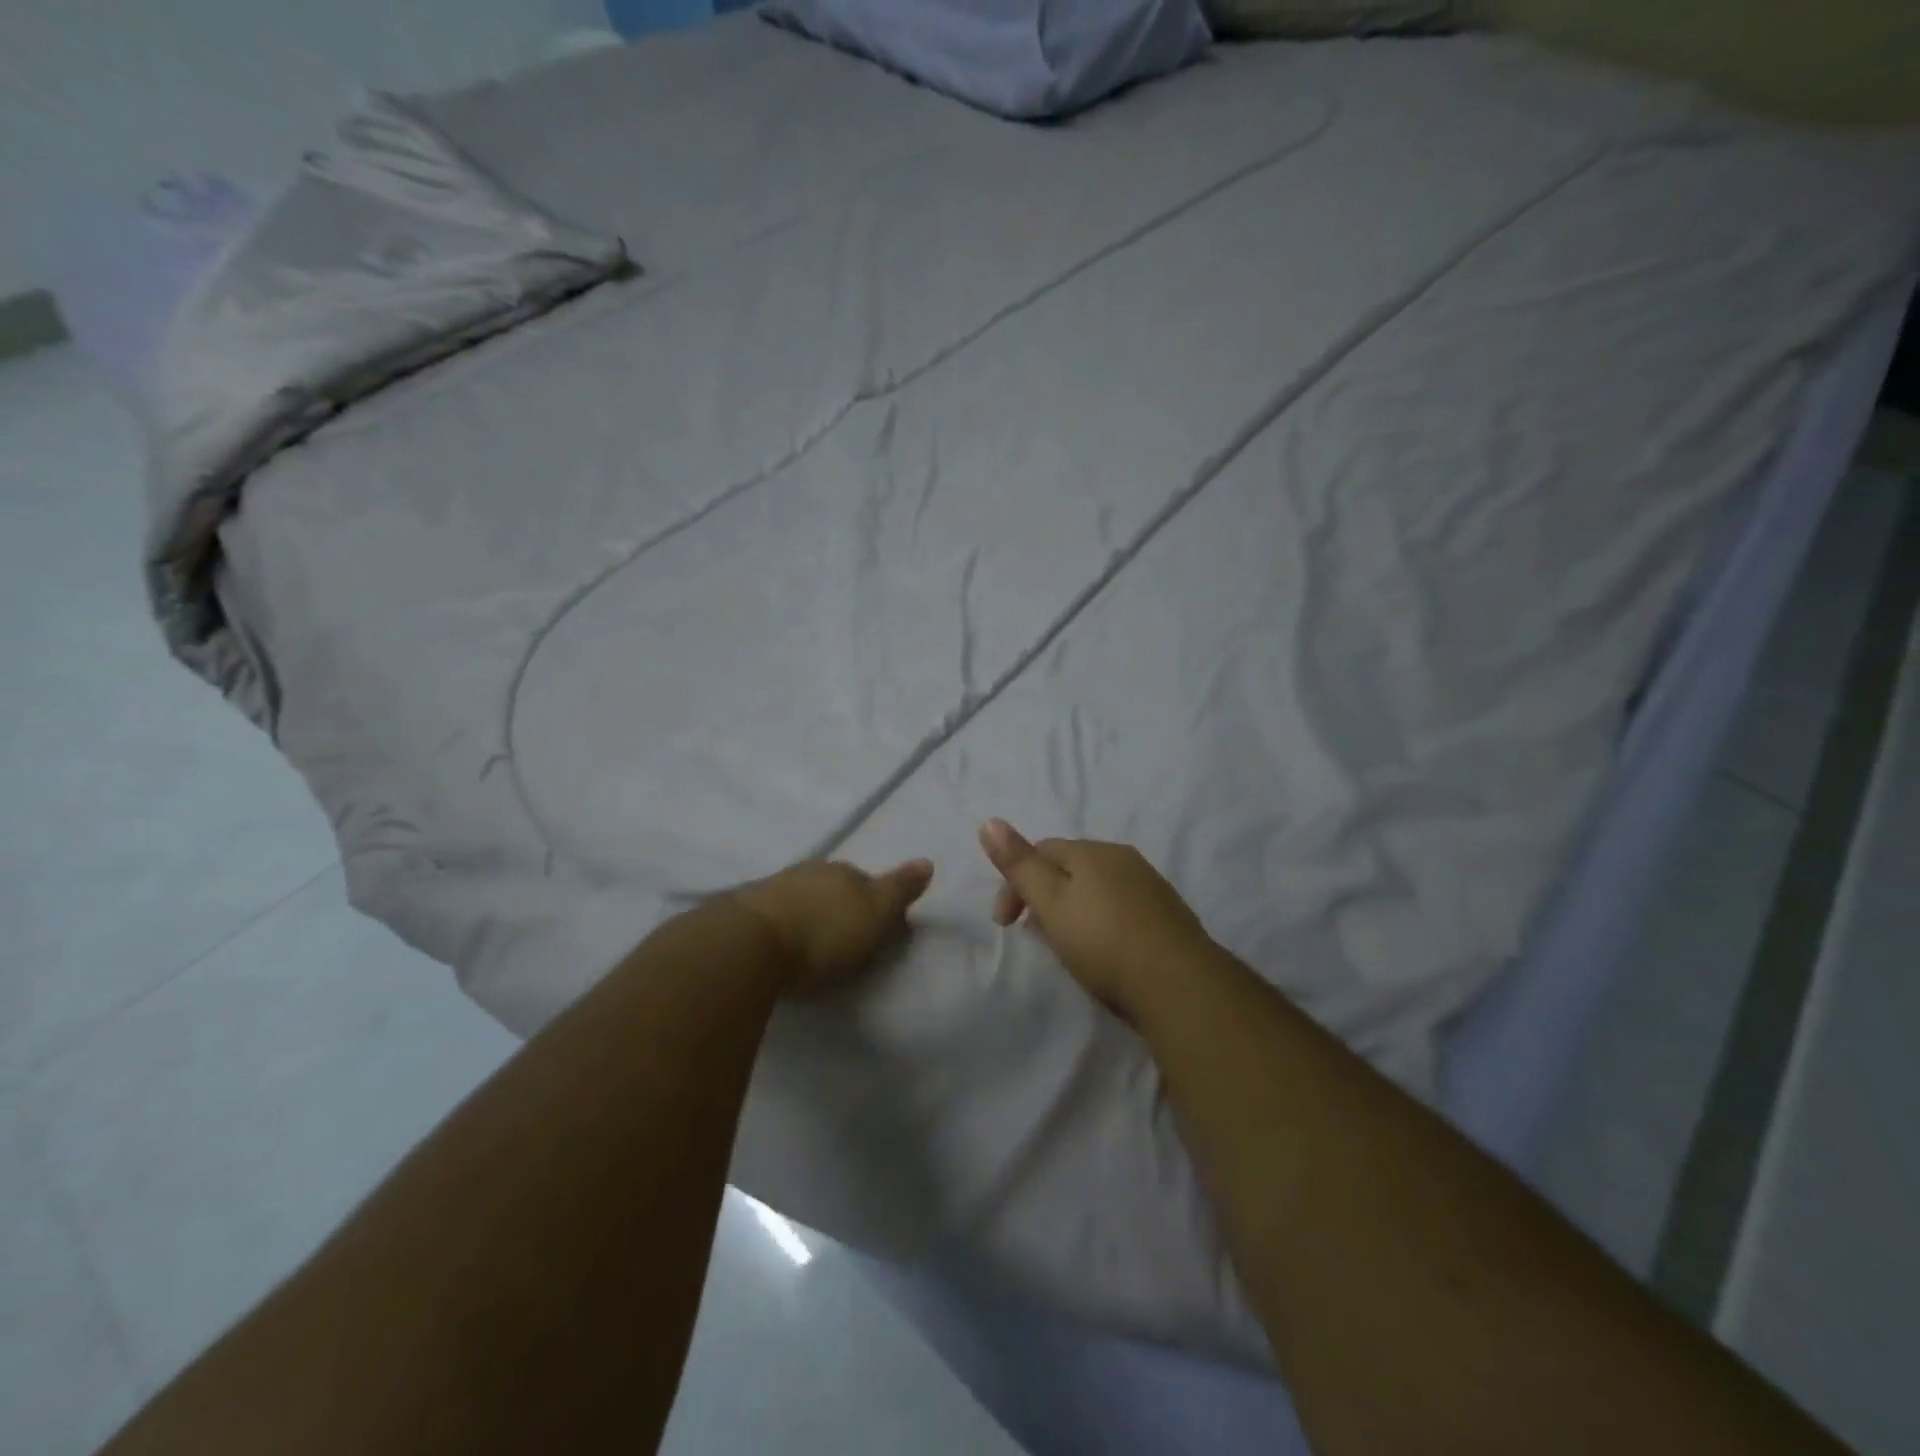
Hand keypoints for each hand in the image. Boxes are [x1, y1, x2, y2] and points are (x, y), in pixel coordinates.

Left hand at [731, 858, 933, 994]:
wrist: (749, 943)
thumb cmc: (824, 933)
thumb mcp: (876, 914)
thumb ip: (900, 889)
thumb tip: (927, 861)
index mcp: (844, 871)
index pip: (867, 882)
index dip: (874, 904)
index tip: (876, 930)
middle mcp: (810, 871)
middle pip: (832, 888)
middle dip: (839, 908)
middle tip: (843, 940)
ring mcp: (774, 887)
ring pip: (801, 898)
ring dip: (808, 915)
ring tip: (810, 946)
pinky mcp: (743, 911)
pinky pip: (773, 915)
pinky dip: (781, 926)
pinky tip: (780, 944)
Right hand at [978, 819, 1211, 1014]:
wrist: (1178, 984)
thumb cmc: (1103, 941)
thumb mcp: (1050, 902)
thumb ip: (1019, 864)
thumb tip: (989, 821)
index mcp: (1092, 851)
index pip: (1041, 850)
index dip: (1015, 881)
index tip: (1003, 922)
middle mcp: (1122, 858)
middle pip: (1069, 867)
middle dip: (1042, 894)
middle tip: (1032, 933)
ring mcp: (1148, 884)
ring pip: (1095, 886)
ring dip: (1070, 907)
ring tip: (1063, 943)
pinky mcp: (1166, 913)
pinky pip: (1119, 905)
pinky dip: (1098, 919)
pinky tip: (1101, 948)